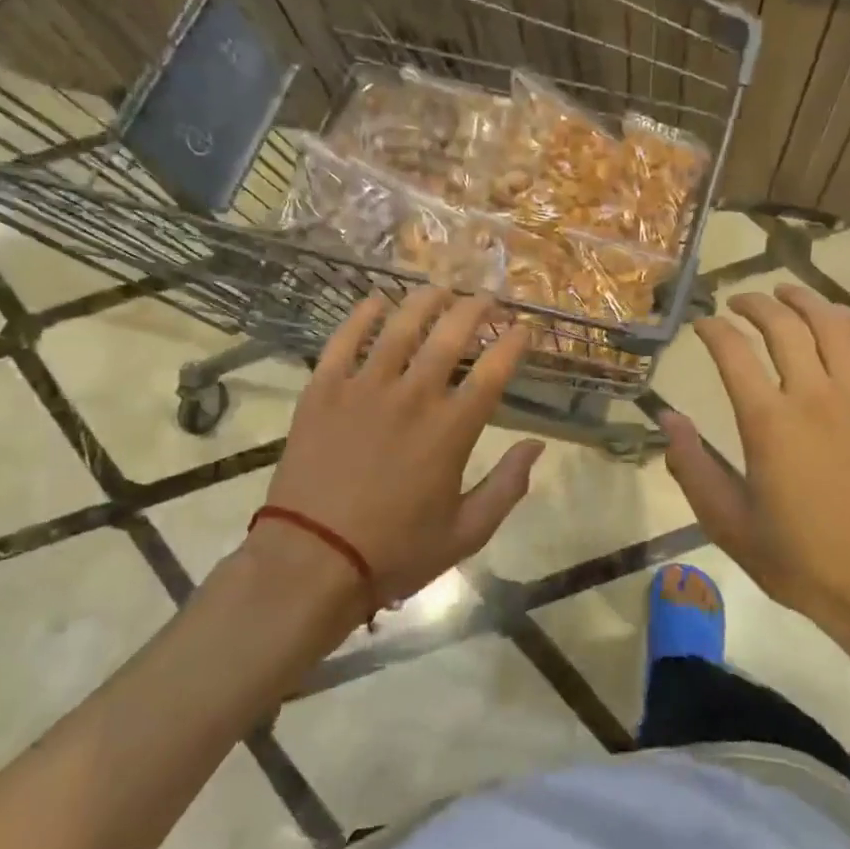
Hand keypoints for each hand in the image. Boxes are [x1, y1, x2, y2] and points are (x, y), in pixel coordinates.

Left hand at [263, 288, 543, 613]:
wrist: (311, 560)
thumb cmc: (395, 551)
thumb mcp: (466, 533)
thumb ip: (507, 486)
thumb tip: (537, 446)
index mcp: (451, 429)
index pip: (493, 370)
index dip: (514, 343)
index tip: (524, 328)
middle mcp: (412, 396)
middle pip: (450, 334)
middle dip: (475, 308)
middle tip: (486, 296)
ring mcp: (363, 388)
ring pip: (400, 326)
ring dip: (425, 300)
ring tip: (439, 288)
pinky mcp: (323, 390)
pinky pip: (343, 339)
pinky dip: (361, 315)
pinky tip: (375, 300)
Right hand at [661, 284, 849, 676]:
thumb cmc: (799, 558)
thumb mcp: (727, 522)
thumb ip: (692, 466)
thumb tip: (668, 417)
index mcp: (768, 423)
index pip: (732, 352)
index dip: (713, 329)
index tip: (704, 323)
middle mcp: (815, 397)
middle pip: (783, 326)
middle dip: (756, 304)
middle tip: (741, 301)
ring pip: (834, 327)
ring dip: (806, 302)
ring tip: (788, 293)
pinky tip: (847, 319)